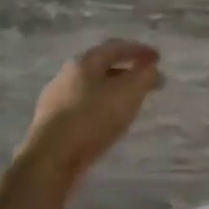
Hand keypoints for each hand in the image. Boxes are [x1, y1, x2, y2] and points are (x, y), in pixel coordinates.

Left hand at [20, 39, 163, 181]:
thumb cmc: (93, 118)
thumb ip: (145, 76)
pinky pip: (83, 108)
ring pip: (92, 89)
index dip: (139, 50)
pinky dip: (100, 109)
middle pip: (102, 67)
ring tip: (130, 103)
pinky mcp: (51, 124)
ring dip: (113, 92)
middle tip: (146, 81)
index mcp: (84, 61)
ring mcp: (55, 100)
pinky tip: (108, 123)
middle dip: (127, 72)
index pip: (116, 47)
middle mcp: (67, 75)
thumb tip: (151, 69)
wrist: (50, 160)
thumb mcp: (129, 93)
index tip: (158, 58)